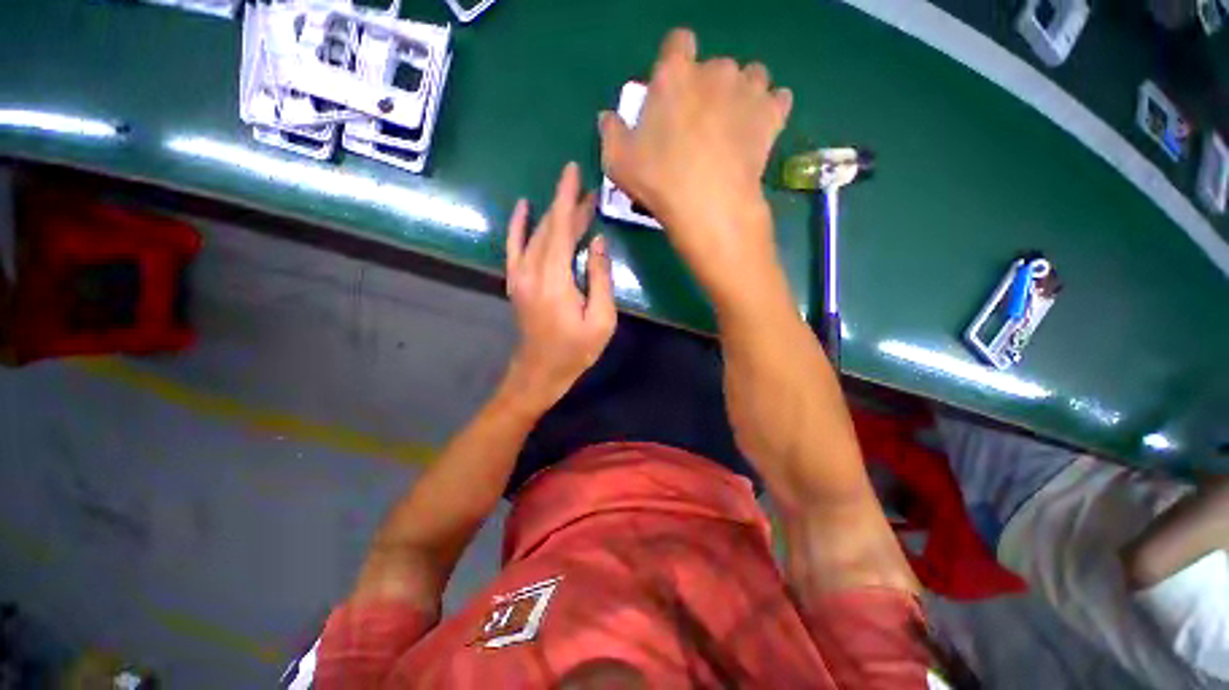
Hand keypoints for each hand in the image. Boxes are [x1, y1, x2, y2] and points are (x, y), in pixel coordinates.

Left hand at [502, 162, 616, 413]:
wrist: (539, 372)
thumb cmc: (575, 350)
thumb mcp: (601, 320)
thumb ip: (600, 278)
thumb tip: (599, 241)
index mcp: (554, 280)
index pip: (561, 228)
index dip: (567, 198)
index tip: (573, 170)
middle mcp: (532, 271)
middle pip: (550, 228)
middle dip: (568, 206)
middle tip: (588, 191)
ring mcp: (519, 276)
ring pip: (536, 234)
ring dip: (553, 214)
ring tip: (572, 199)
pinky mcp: (516, 282)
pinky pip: (515, 246)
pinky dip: (519, 225)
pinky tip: (524, 208)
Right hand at [598, 28, 792, 305]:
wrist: (709, 205)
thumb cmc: (659, 181)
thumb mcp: (617, 161)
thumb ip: (611, 133)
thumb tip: (608, 118)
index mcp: (675, 74)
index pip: (678, 43)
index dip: (676, 62)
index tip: (672, 92)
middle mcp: (715, 71)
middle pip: (715, 66)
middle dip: (708, 88)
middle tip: (699, 126)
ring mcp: (748, 90)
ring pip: (751, 76)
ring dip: (742, 94)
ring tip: (732, 128)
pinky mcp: (772, 116)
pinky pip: (779, 99)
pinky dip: (770, 110)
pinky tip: (759, 130)